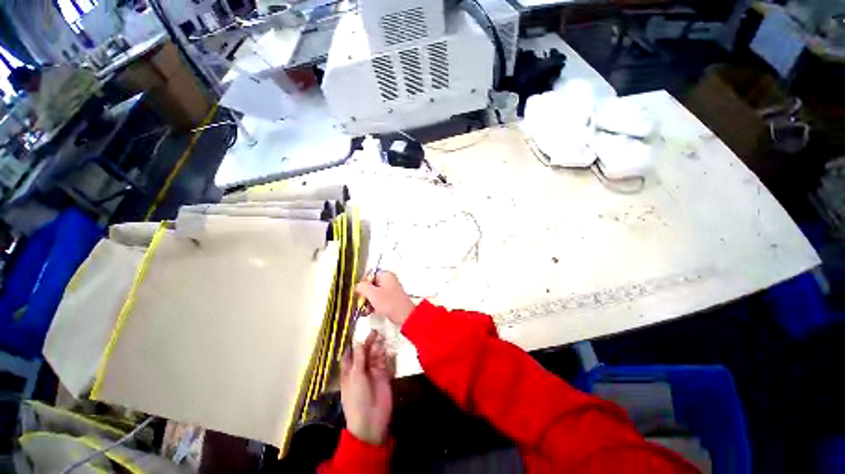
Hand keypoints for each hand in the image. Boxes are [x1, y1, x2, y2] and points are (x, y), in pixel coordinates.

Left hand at [340, 331, 392, 444]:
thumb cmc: (357, 398)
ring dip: (378, 347)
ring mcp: (373, 372)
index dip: (355, 343)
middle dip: (369, 342)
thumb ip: (359, 357)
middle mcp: (361, 369)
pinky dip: (386, 354)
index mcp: (349, 371)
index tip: (361, 330)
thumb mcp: (356, 376)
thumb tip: (358, 340)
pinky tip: (388, 347)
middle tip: (376, 331)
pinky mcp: (384, 375)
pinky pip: (385, 362)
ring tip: (382, 337)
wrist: (371, 421)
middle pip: (365, 352)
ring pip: (375, 355)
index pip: (351, 354)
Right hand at [355, 271, 415, 326]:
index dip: (362, 284)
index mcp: (385, 275)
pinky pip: (379, 298)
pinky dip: (375, 304)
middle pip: (371, 284)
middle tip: (362, 303)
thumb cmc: (389, 303)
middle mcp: (389, 279)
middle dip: (365, 295)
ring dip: (369, 301)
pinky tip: (372, 311)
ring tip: (367, 310)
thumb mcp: (373, 294)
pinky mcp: (391, 298)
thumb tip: (357, 286)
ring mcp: (391, 289)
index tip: (359, 293)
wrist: (404, 315)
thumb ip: (362, 287)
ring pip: (374, 293)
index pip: (369, 275)